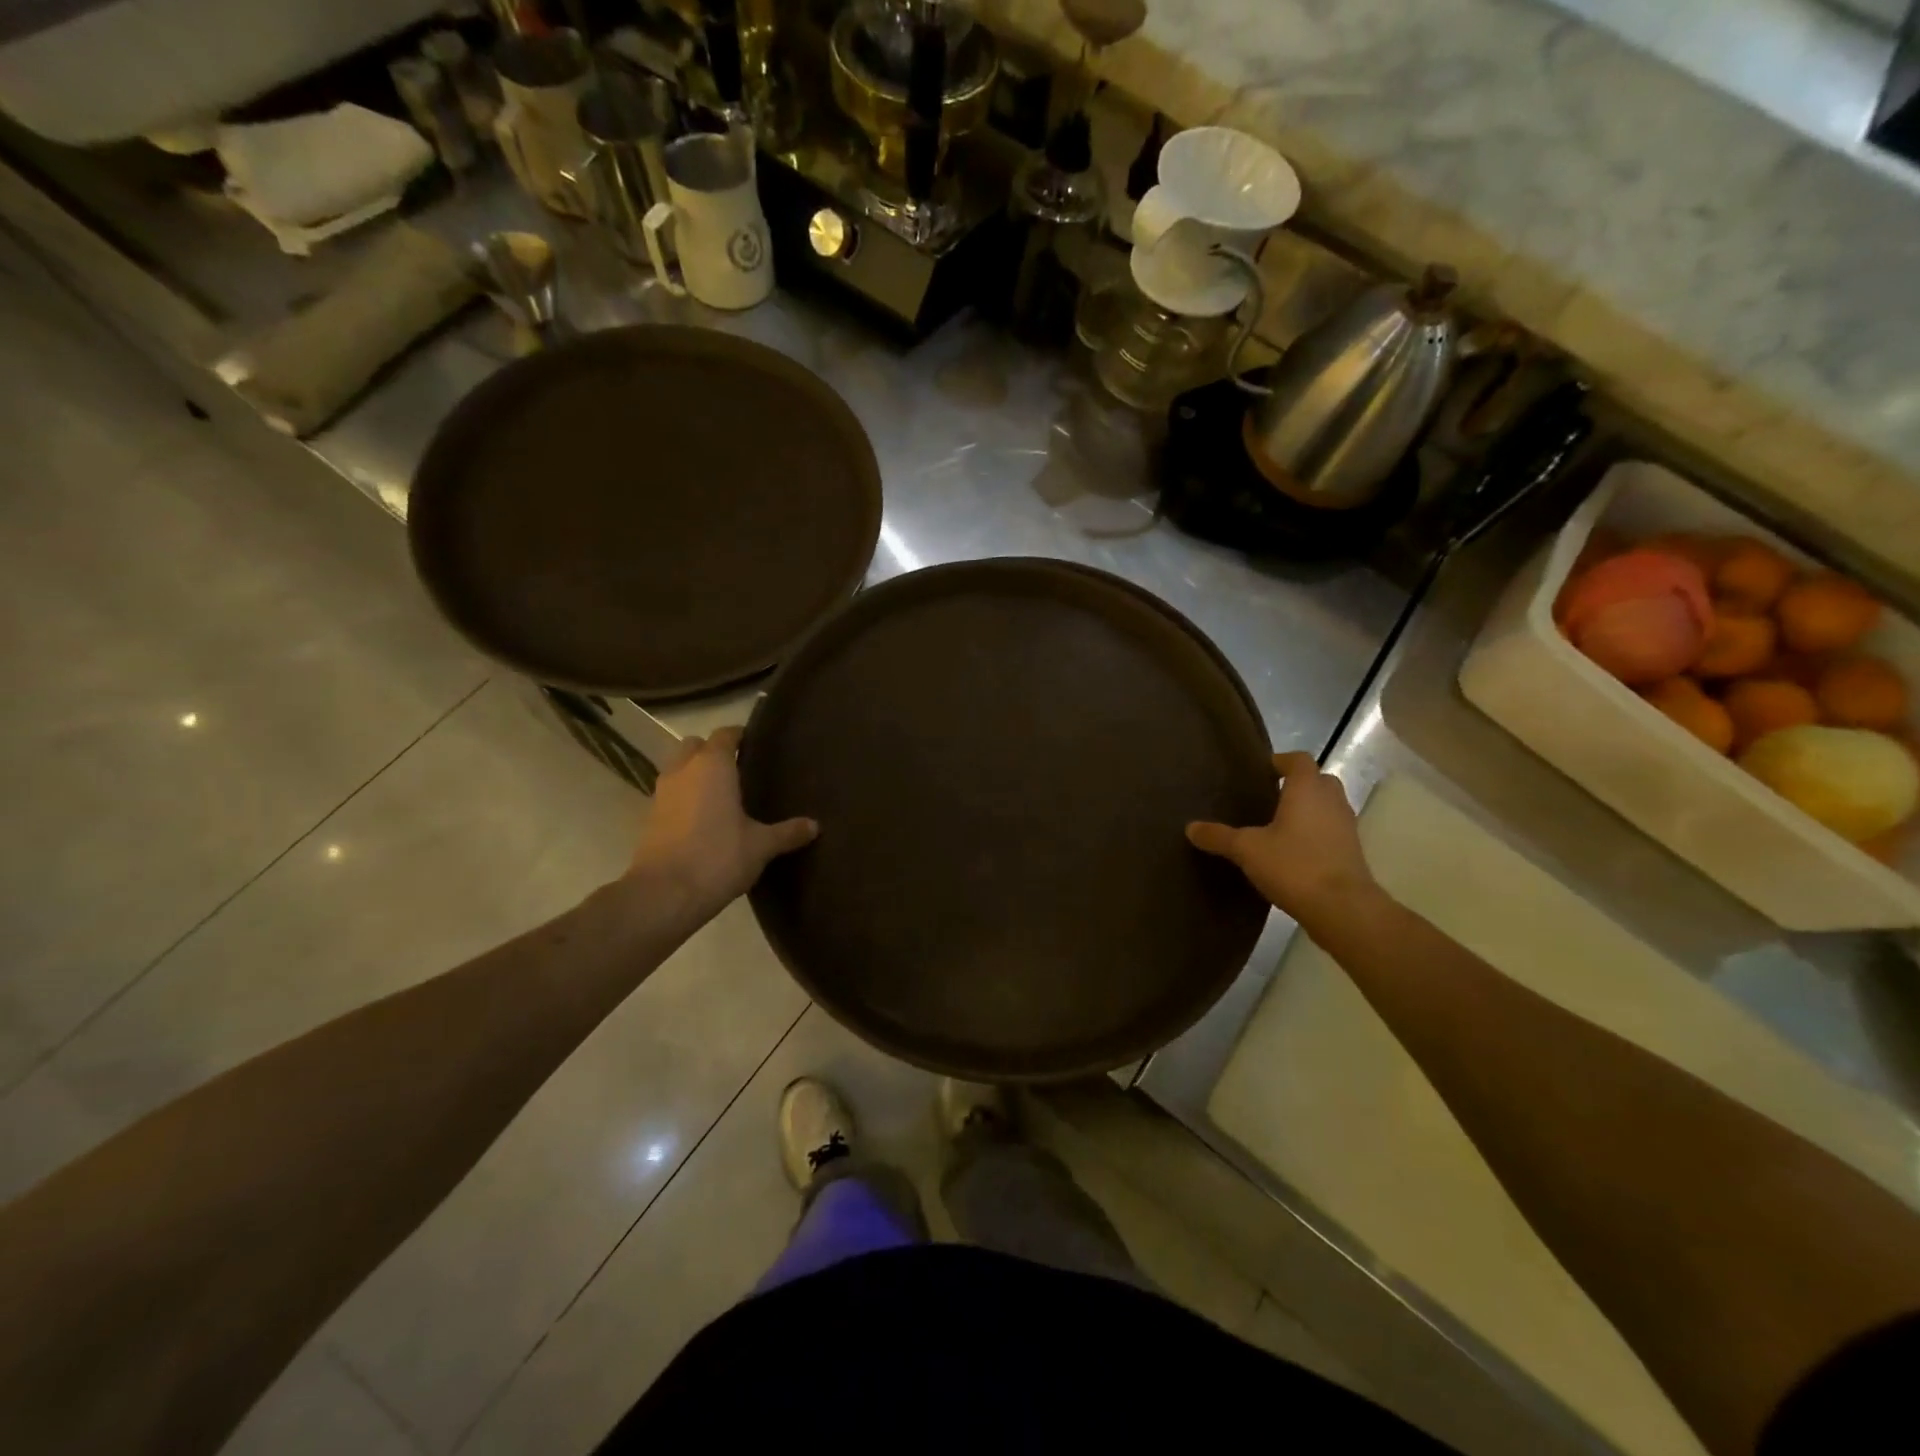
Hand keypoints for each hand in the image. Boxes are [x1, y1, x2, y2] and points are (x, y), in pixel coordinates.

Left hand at [626, 727, 816, 920]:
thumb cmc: (718, 857)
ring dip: (695, 773)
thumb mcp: (761, 846)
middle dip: (713, 751)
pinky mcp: (650, 817)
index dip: (741, 736)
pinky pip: (671, 793)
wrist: (664, 894)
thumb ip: (787, 832)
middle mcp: (684, 770)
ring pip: (679, 768)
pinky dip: (685, 797)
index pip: (726, 734)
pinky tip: (705, 818)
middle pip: (695, 745)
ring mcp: (662, 793)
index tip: (758, 745)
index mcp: (713, 765)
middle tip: (738, 769)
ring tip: (722, 794)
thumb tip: (814, 825)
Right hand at [1186, 751, 1378, 936]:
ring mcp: (1346, 827)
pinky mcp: (1352, 852)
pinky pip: (1332, 831)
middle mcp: (1331, 801)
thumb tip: (1190, 827)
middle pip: (1318, 780)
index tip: (1262, 771)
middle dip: (1297, 784)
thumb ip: (1219, 836)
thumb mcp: (1247, 850)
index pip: (1299, 760)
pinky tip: (1293, 852)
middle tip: (1269, 797)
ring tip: (1278, 825)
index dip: (1281, 761)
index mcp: (1307, 789)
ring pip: (1327, 806)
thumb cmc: (1294, 865)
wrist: (1342, 909)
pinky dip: (1316, 834)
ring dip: (1308, 810)